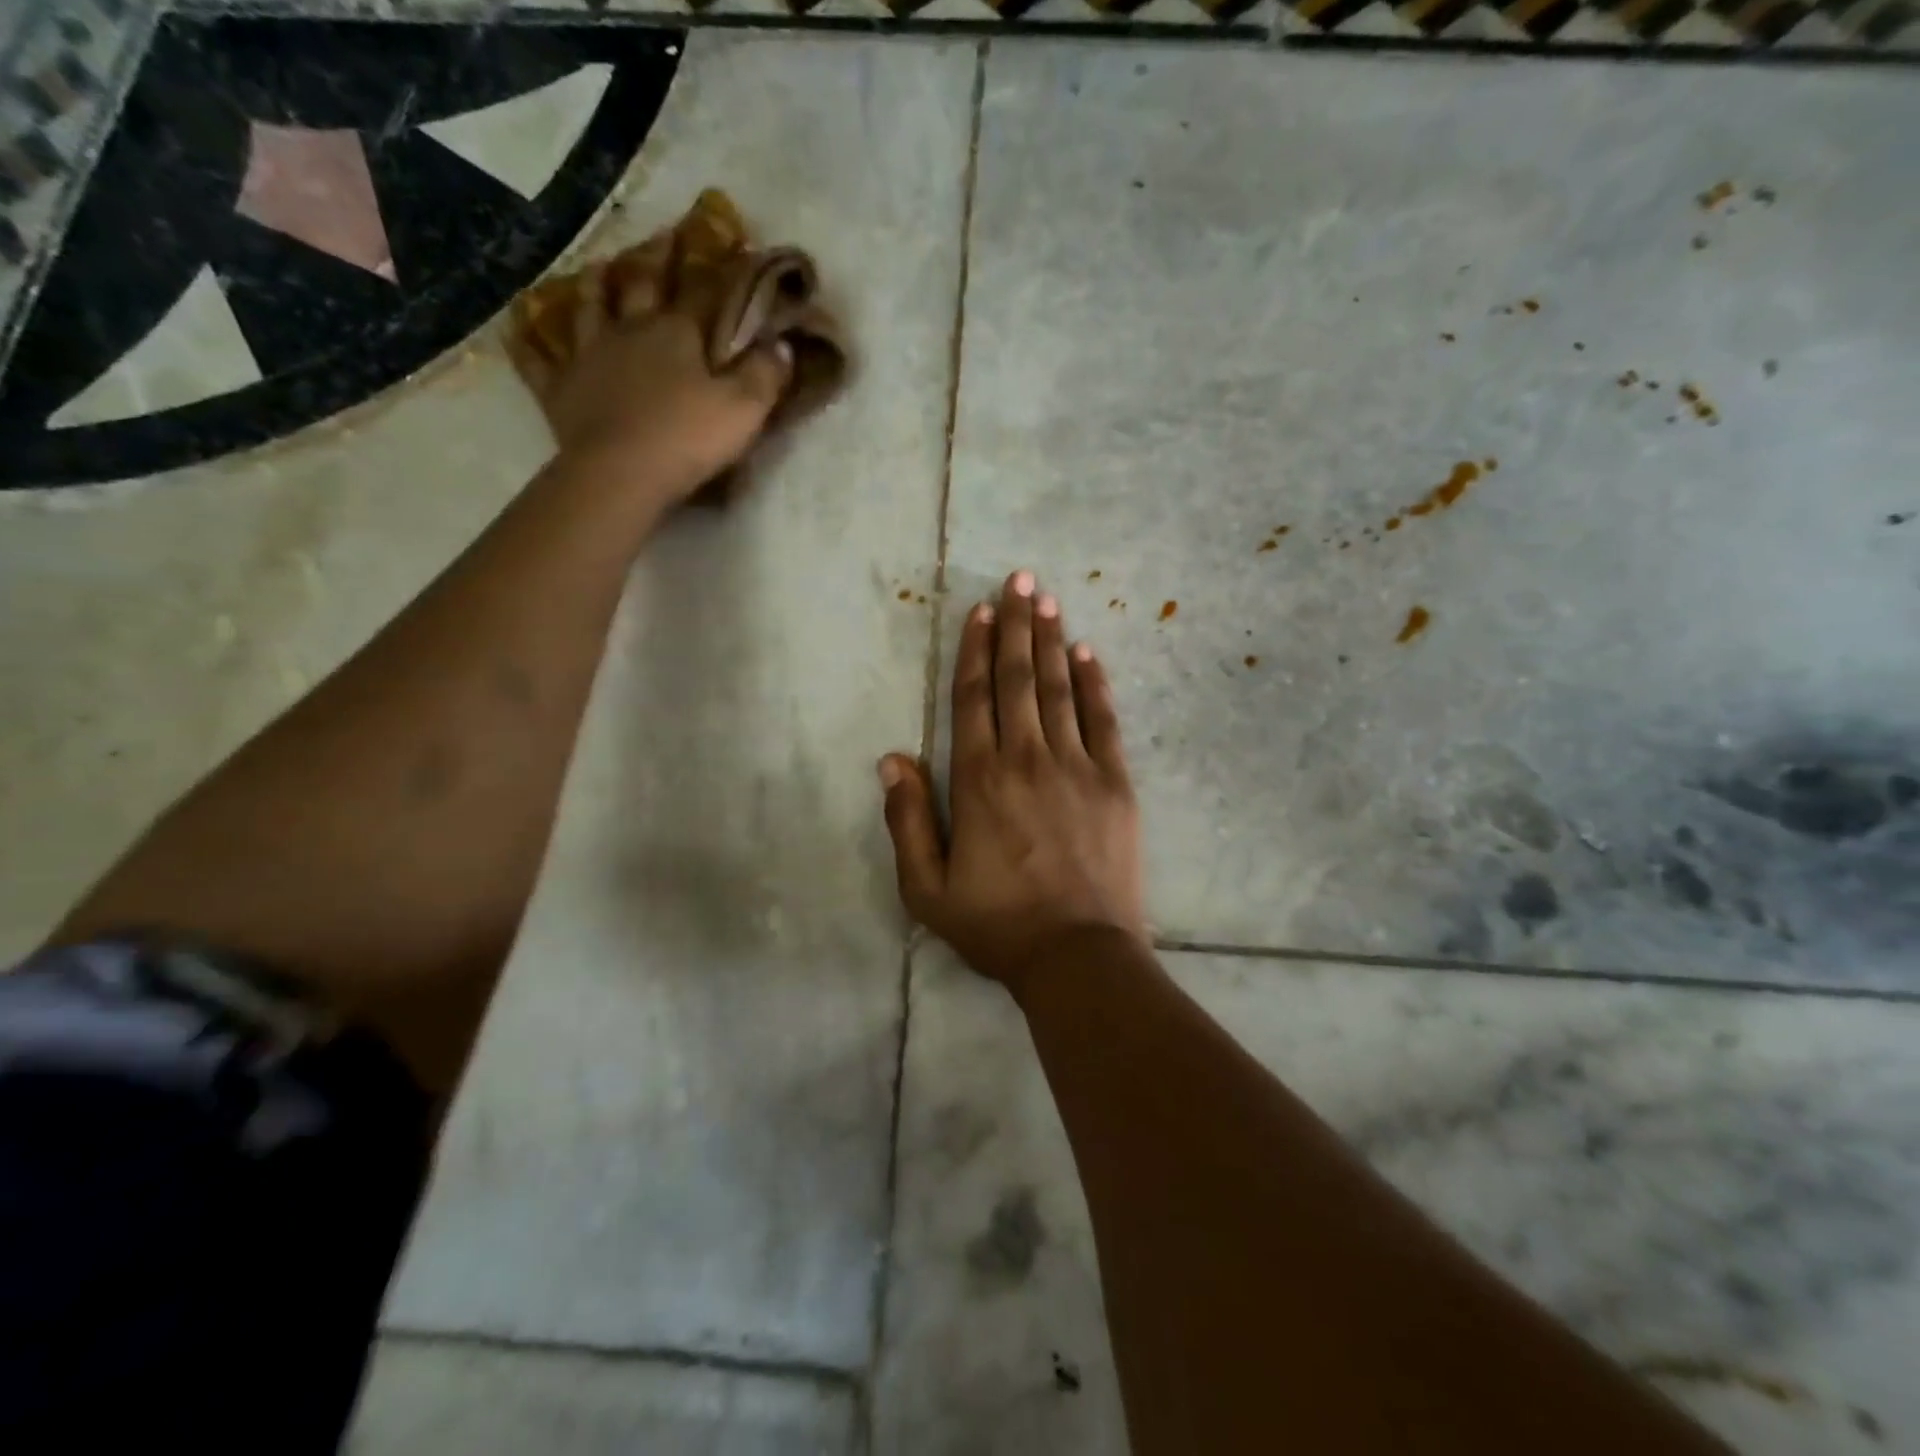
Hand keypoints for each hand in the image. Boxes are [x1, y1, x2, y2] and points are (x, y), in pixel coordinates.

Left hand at [511, 262, 791, 502]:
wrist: (622, 473)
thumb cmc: (688, 439)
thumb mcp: (744, 410)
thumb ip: (766, 375)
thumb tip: (780, 342)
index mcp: (676, 333)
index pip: (702, 291)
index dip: (720, 268)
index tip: (731, 244)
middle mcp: (629, 330)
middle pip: (642, 283)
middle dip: (657, 257)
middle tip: (665, 235)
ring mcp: (588, 355)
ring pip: (589, 306)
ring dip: (596, 284)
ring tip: (601, 267)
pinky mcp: (560, 389)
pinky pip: (538, 359)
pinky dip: (530, 341)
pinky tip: (523, 327)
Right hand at [879, 571, 1146, 994]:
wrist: (1077, 956)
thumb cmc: (996, 924)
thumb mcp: (927, 887)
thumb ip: (908, 819)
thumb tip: (891, 759)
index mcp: (978, 780)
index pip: (974, 698)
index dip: (976, 650)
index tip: (981, 610)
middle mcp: (1026, 758)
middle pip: (1018, 680)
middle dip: (1016, 626)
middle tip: (1020, 580)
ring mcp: (1077, 767)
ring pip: (1059, 690)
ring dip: (1051, 642)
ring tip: (1047, 600)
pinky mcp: (1114, 783)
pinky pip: (1104, 721)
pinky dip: (1094, 684)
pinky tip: (1088, 653)